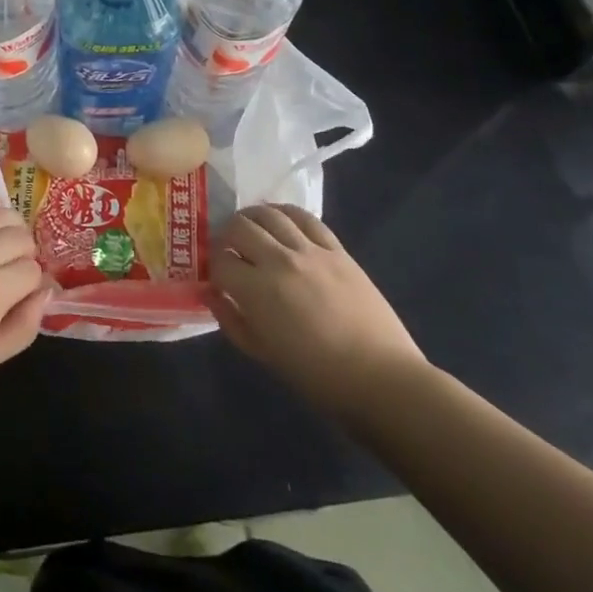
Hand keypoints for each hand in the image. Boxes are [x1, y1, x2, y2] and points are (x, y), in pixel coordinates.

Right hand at [205, 204, 426, 417]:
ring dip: (252, 217)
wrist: (381, 378)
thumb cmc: (317, 376)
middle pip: (239, 227)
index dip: (213, 266)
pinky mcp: (337, 250)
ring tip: (249, 227)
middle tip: (228, 249)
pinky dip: (286, 213)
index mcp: (257, 291)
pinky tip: (280, 219)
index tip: (217, 276)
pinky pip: (306, 218)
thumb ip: (231, 320)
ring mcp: (311, 251)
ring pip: (270, 214)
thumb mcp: (263, 354)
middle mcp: (279, 261)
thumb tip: (211, 293)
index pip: (220, 261)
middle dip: (226, 236)